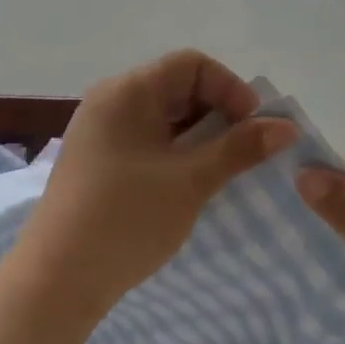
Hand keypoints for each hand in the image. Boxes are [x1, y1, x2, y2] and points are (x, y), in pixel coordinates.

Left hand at [14, 50, 297, 316]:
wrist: (58, 278)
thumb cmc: (126, 219)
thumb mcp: (191, 181)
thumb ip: (240, 148)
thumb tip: (286, 126)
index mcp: (127, 91)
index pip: (191, 64)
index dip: (230, 88)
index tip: (252, 128)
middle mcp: (110, 101)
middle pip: (177, 86)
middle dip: (218, 113)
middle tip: (243, 152)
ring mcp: (100, 131)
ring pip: (163, 116)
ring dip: (199, 136)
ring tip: (220, 170)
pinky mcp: (98, 160)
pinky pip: (146, 139)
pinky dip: (175, 152)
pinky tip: (190, 183)